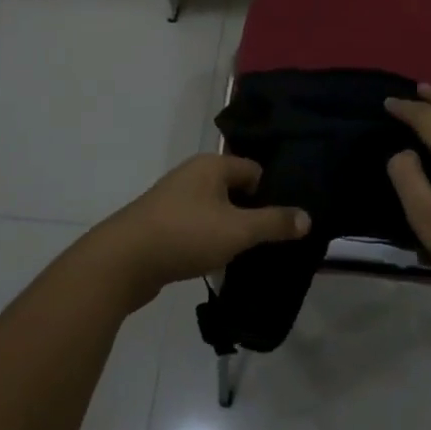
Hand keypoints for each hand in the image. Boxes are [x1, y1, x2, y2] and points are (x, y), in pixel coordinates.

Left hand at [89, 154, 310, 309]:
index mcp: (212, 165)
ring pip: (215, 210)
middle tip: (270, 241)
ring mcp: (174, 199)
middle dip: (251, 213)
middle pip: (234, 190)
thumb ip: (274, 223)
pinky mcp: (161, 225)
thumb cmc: (185, 235)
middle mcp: (193, 175)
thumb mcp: (237, 230)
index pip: (254, 170)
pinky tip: (216, 264)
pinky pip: (196, 227)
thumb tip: (307, 217)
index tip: (285, 221)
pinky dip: (208, 241)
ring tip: (246, 255)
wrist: (122, 261)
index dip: (271, 194)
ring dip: (229, 230)